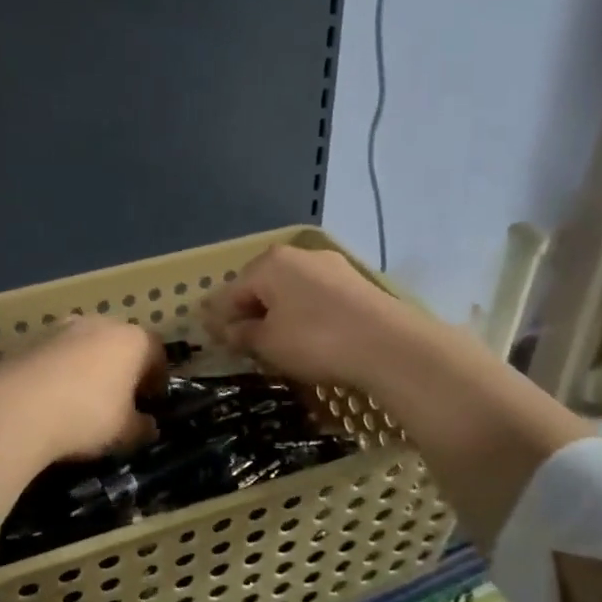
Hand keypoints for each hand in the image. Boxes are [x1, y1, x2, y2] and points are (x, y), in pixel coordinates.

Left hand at [0, 318, 163, 513]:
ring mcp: (62, 327)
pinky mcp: (30, 338)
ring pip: (86, 346)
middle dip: (122, 369)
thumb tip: (149, 425)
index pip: (157, 352)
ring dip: (88, 367)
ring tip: (81, 400)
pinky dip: (59, 371)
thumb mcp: (125, 433)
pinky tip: (52, 398)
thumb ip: (142, 427)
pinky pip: (56, 355)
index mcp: (133, 339)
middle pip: (120, 343)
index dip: (157, 378)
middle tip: (118, 400)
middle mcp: (100, 323)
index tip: (151, 402)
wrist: (17, 407)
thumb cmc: (87, 415)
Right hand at [200, 244, 430, 391]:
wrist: (391, 346)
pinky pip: (316, 297)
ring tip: (273, 341)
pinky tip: (307, 335)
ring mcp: (331, 266)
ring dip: (278, 313)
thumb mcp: (269, 343)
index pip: (231, 291)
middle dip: (249, 311)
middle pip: (262, 285)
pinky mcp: (356, 283)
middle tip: (240, 340)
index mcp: (270, 263)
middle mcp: (299, 255)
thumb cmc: (317, 340)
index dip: (218, 317)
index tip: (210, 338)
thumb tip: (227, 330)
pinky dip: (304, 313)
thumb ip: (242, 334)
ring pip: (291, 290)